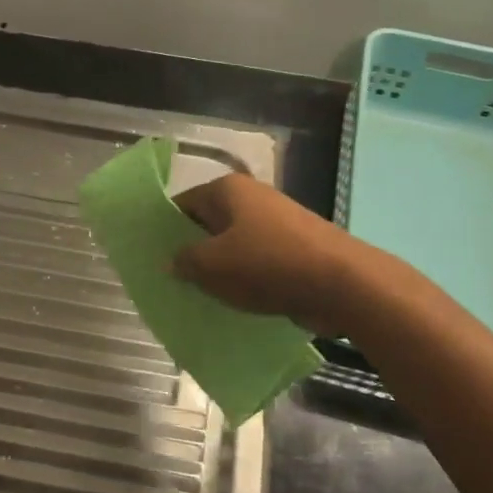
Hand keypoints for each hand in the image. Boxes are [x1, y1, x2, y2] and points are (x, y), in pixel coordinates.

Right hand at [171, 173, 365, 337]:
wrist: (341, 283)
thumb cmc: (268, 264)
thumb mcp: (212, 265)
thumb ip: (184, 261)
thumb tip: (171, 261)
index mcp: (228, 190)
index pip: (182, 204)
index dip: (164, 229)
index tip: (151, 256)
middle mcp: (252, 198)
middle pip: (208, 224)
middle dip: (191, 251)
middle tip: (170, 280)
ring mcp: (276, 223)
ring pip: (233, 246)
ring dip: (218, 269)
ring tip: (197, 296)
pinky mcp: (294, 249)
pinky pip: (257, 262)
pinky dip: (243, 279)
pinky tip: (232, 302)